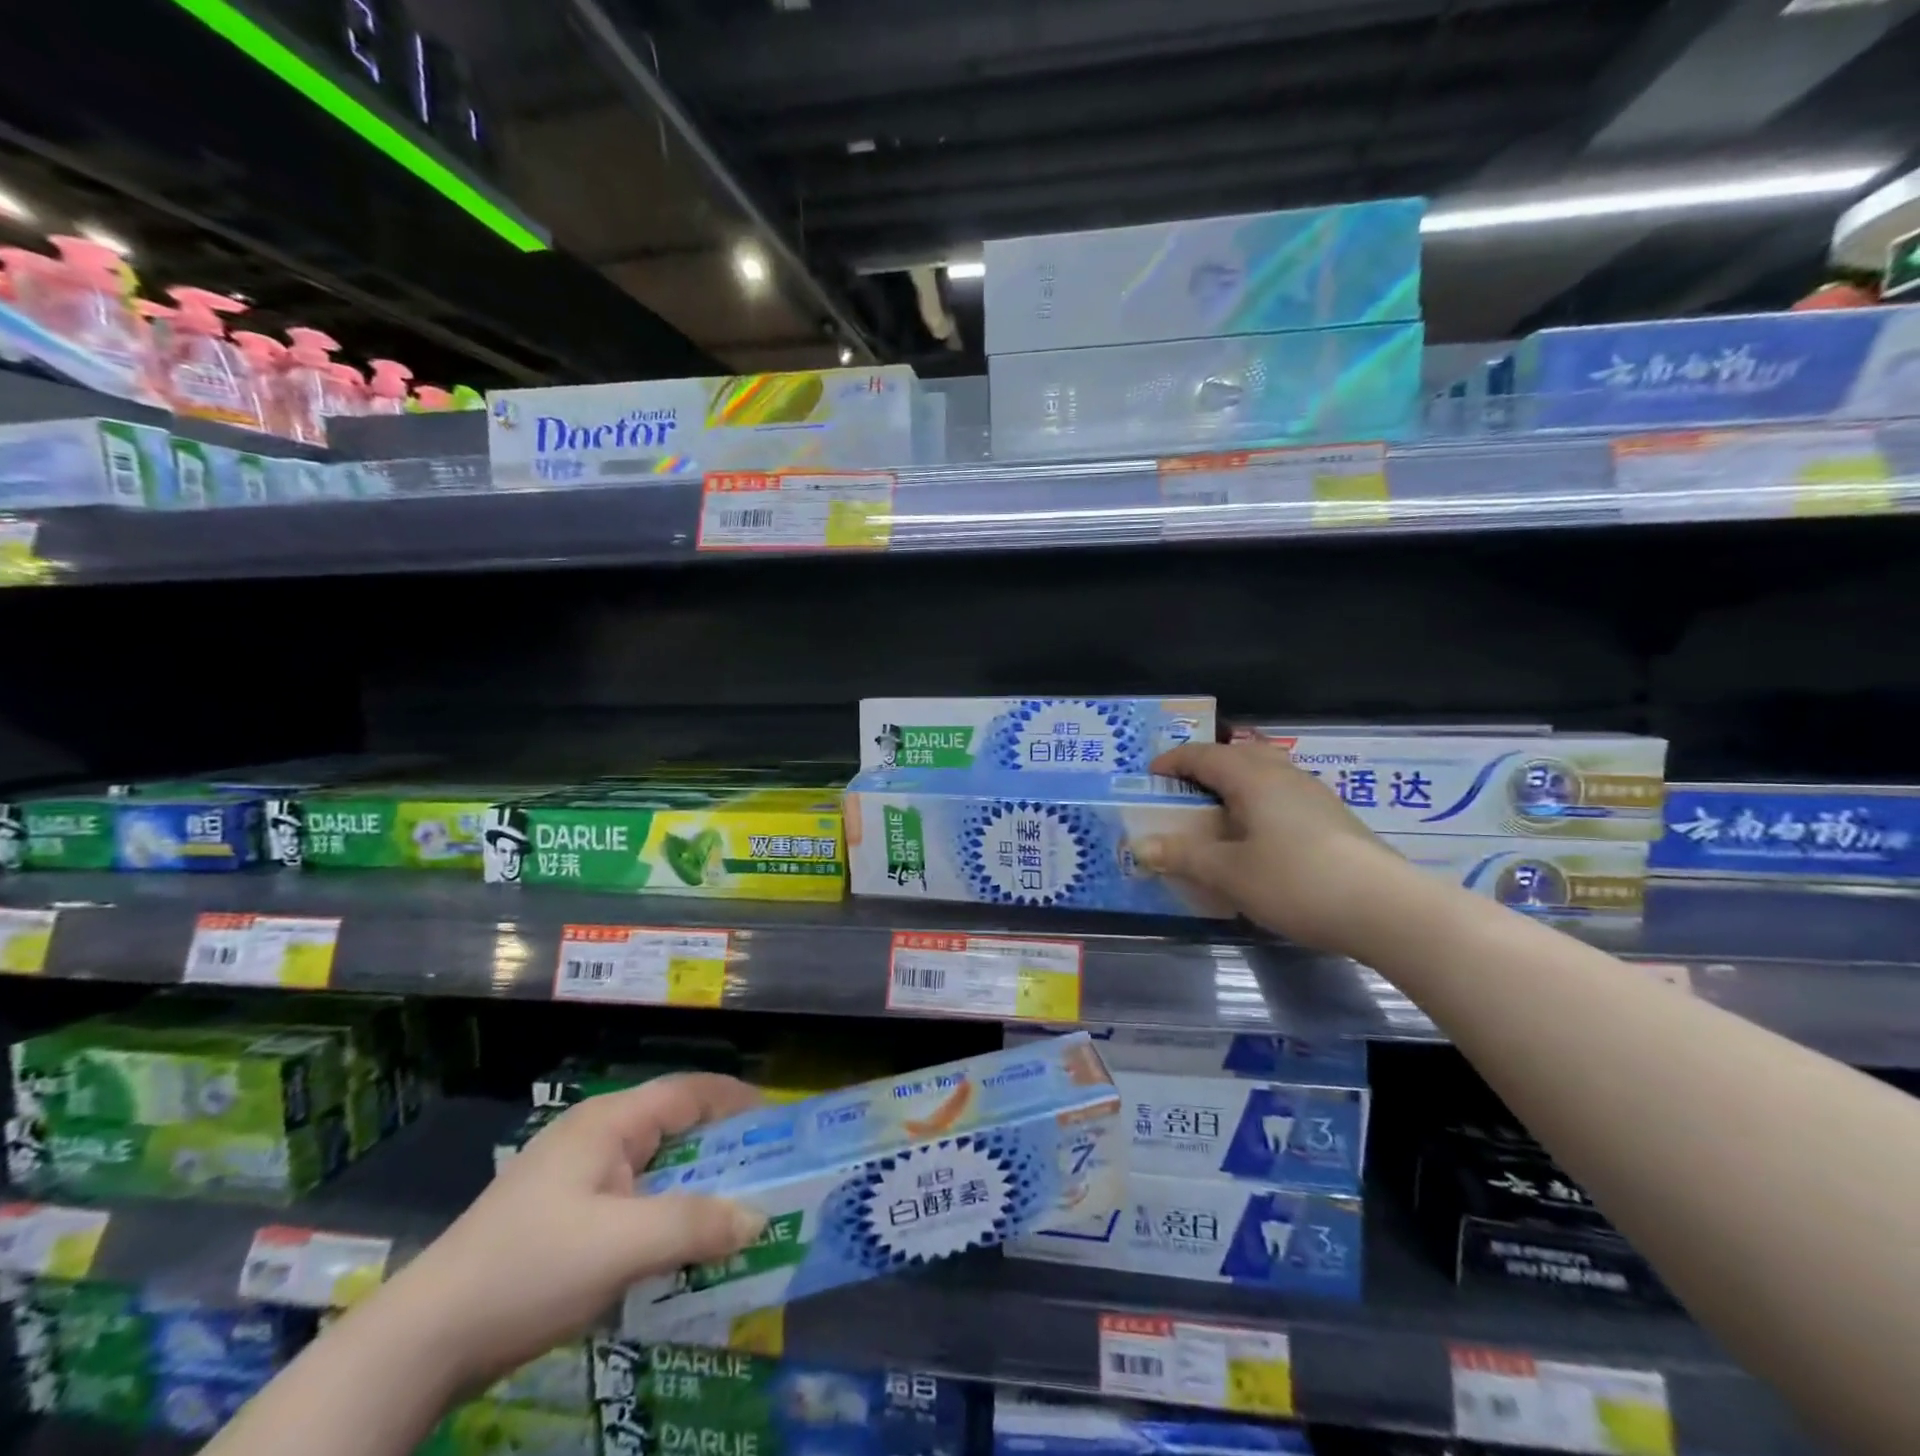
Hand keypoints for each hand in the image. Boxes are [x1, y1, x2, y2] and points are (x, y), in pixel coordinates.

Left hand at [372, 1074, 764, 1390]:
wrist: (422, 1341)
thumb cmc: (529, 1270)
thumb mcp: (620, 1246)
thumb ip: (695, 1226)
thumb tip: (759, 1218)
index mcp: (610, 1122)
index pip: (689, 1091)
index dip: (737, 1099)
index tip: (780, 1120)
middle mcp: (595, 1136)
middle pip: (675, 1127)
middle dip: (723, 1148)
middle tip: (768, 1173)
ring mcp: (575, 1177)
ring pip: (654, 1168)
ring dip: (694, 1187)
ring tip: (735, 1212)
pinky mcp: (563, 1216)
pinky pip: (632, 1201)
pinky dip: (665, 1215)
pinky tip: (680, 1249)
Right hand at [1138, 739, 1417, 952]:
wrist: (1386, 909)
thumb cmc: (1295, 881)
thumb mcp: (1228, 873)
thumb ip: (1183, 856)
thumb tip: (1141, 847)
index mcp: (1253, 778)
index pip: (1204, 755)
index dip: (1173, 761)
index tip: (1150, 777)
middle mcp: (1284, 775)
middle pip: (1240, 753)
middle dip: (1207, 765)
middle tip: (1185, 788)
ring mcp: (1315, 795)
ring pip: (1267, 773)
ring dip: (1237, 783)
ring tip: (1219, 811)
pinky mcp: (1334, 819)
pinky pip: (1284, 795)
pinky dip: (1260, 802)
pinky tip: (1260, 835)